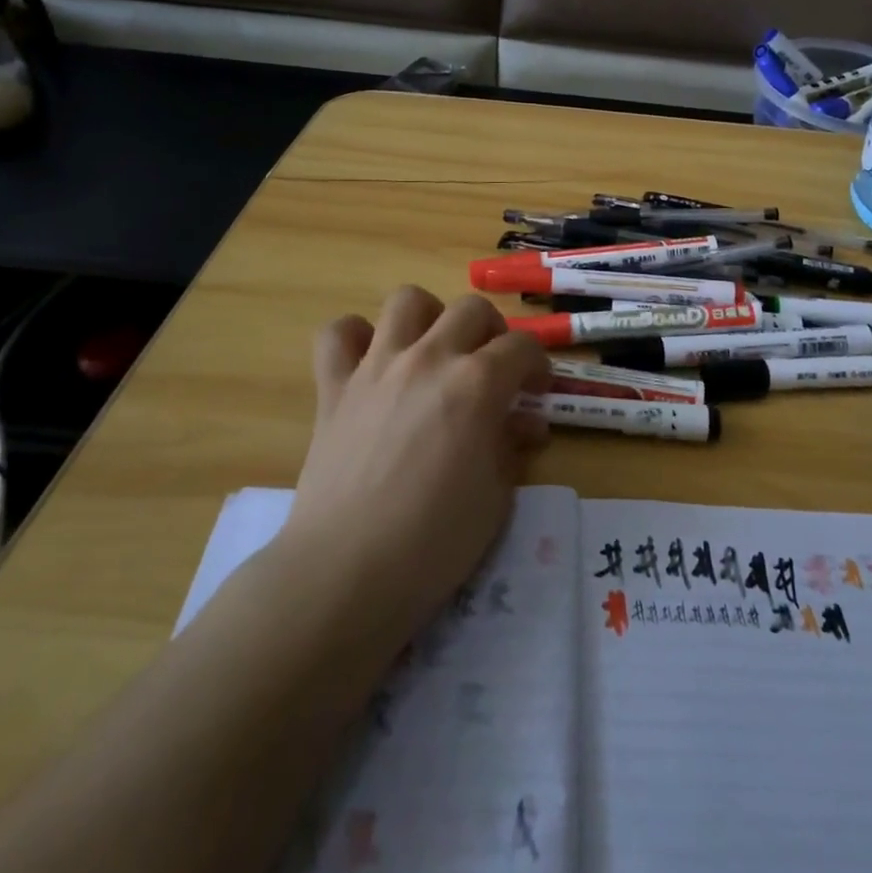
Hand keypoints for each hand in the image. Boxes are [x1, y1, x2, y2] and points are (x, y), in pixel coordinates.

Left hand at [282, 286, 550, 640]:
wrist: (346, 572)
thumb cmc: (435, 542)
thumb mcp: (497, 497)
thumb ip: (512, 447)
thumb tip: (525, 424)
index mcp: (477, 384)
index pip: (522, 346)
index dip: (537, 364)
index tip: (536, 389)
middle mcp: (429, 358)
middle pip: (471, 309)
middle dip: (492, 331)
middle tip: (491, 368)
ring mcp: (377, 366)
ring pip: (407, 301)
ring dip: (429, 317)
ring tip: (434, 350)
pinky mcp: (334, 386)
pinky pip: (338, 333)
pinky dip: (356, 337)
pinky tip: (369, 360)